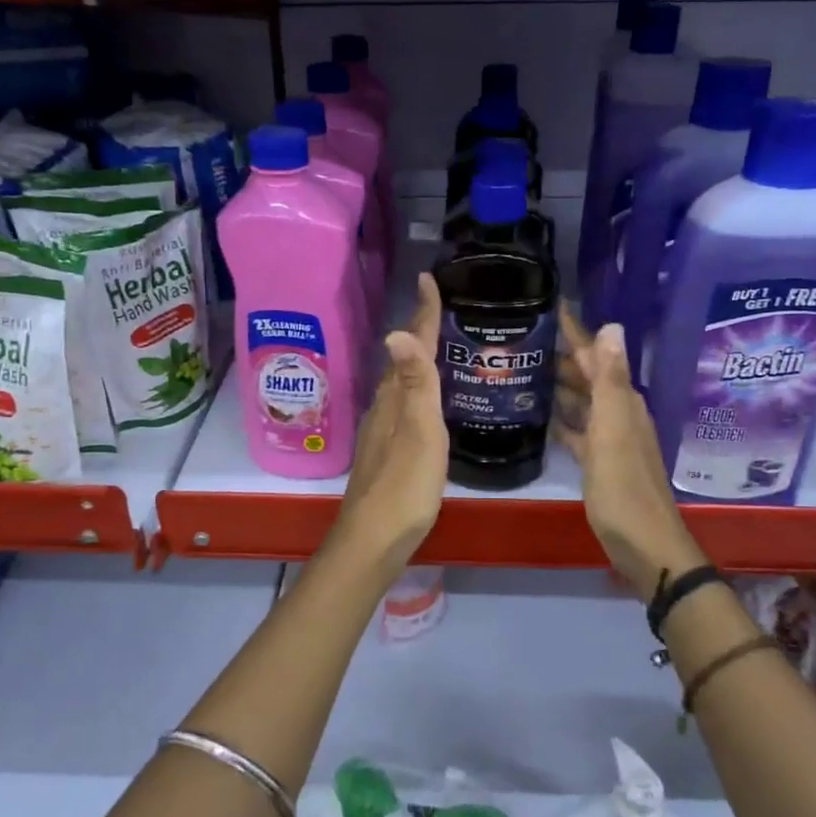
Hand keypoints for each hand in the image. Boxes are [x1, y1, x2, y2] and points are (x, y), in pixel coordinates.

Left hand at [337, 273, 446, 571]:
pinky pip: (403, 403)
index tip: (429, 277)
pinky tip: (427, 400)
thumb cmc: (404, 486)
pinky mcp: (387, 450)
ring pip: (401, 382)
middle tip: (441, 306)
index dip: (423, 312)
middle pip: (403, 359)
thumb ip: (415, 385)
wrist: (374, 538)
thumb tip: (397, 331)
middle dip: (420, 329)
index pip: (411, 345)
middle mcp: (385, 407)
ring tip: (439, 345)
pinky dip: (416, 389)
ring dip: (416, 359)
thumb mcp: (419, 433)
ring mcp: (383, 429)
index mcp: (395, 398)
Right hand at [555, 305, 704, 594]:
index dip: (576, 333)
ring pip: (582, 402)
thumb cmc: (624, 487)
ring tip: (526, 370)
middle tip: (524, 339)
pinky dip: (562, 420)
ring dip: (560, 386)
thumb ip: (610, 380)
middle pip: (588, 377)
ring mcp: (610, 440)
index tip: (550, 307)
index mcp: (622, 403)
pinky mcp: (599, 463)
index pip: (597, 356)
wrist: (644, 544)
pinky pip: (578, 431)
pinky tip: (542, 416)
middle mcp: (619, 414)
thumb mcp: (613, 430)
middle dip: (563, 357)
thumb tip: (612, 326)